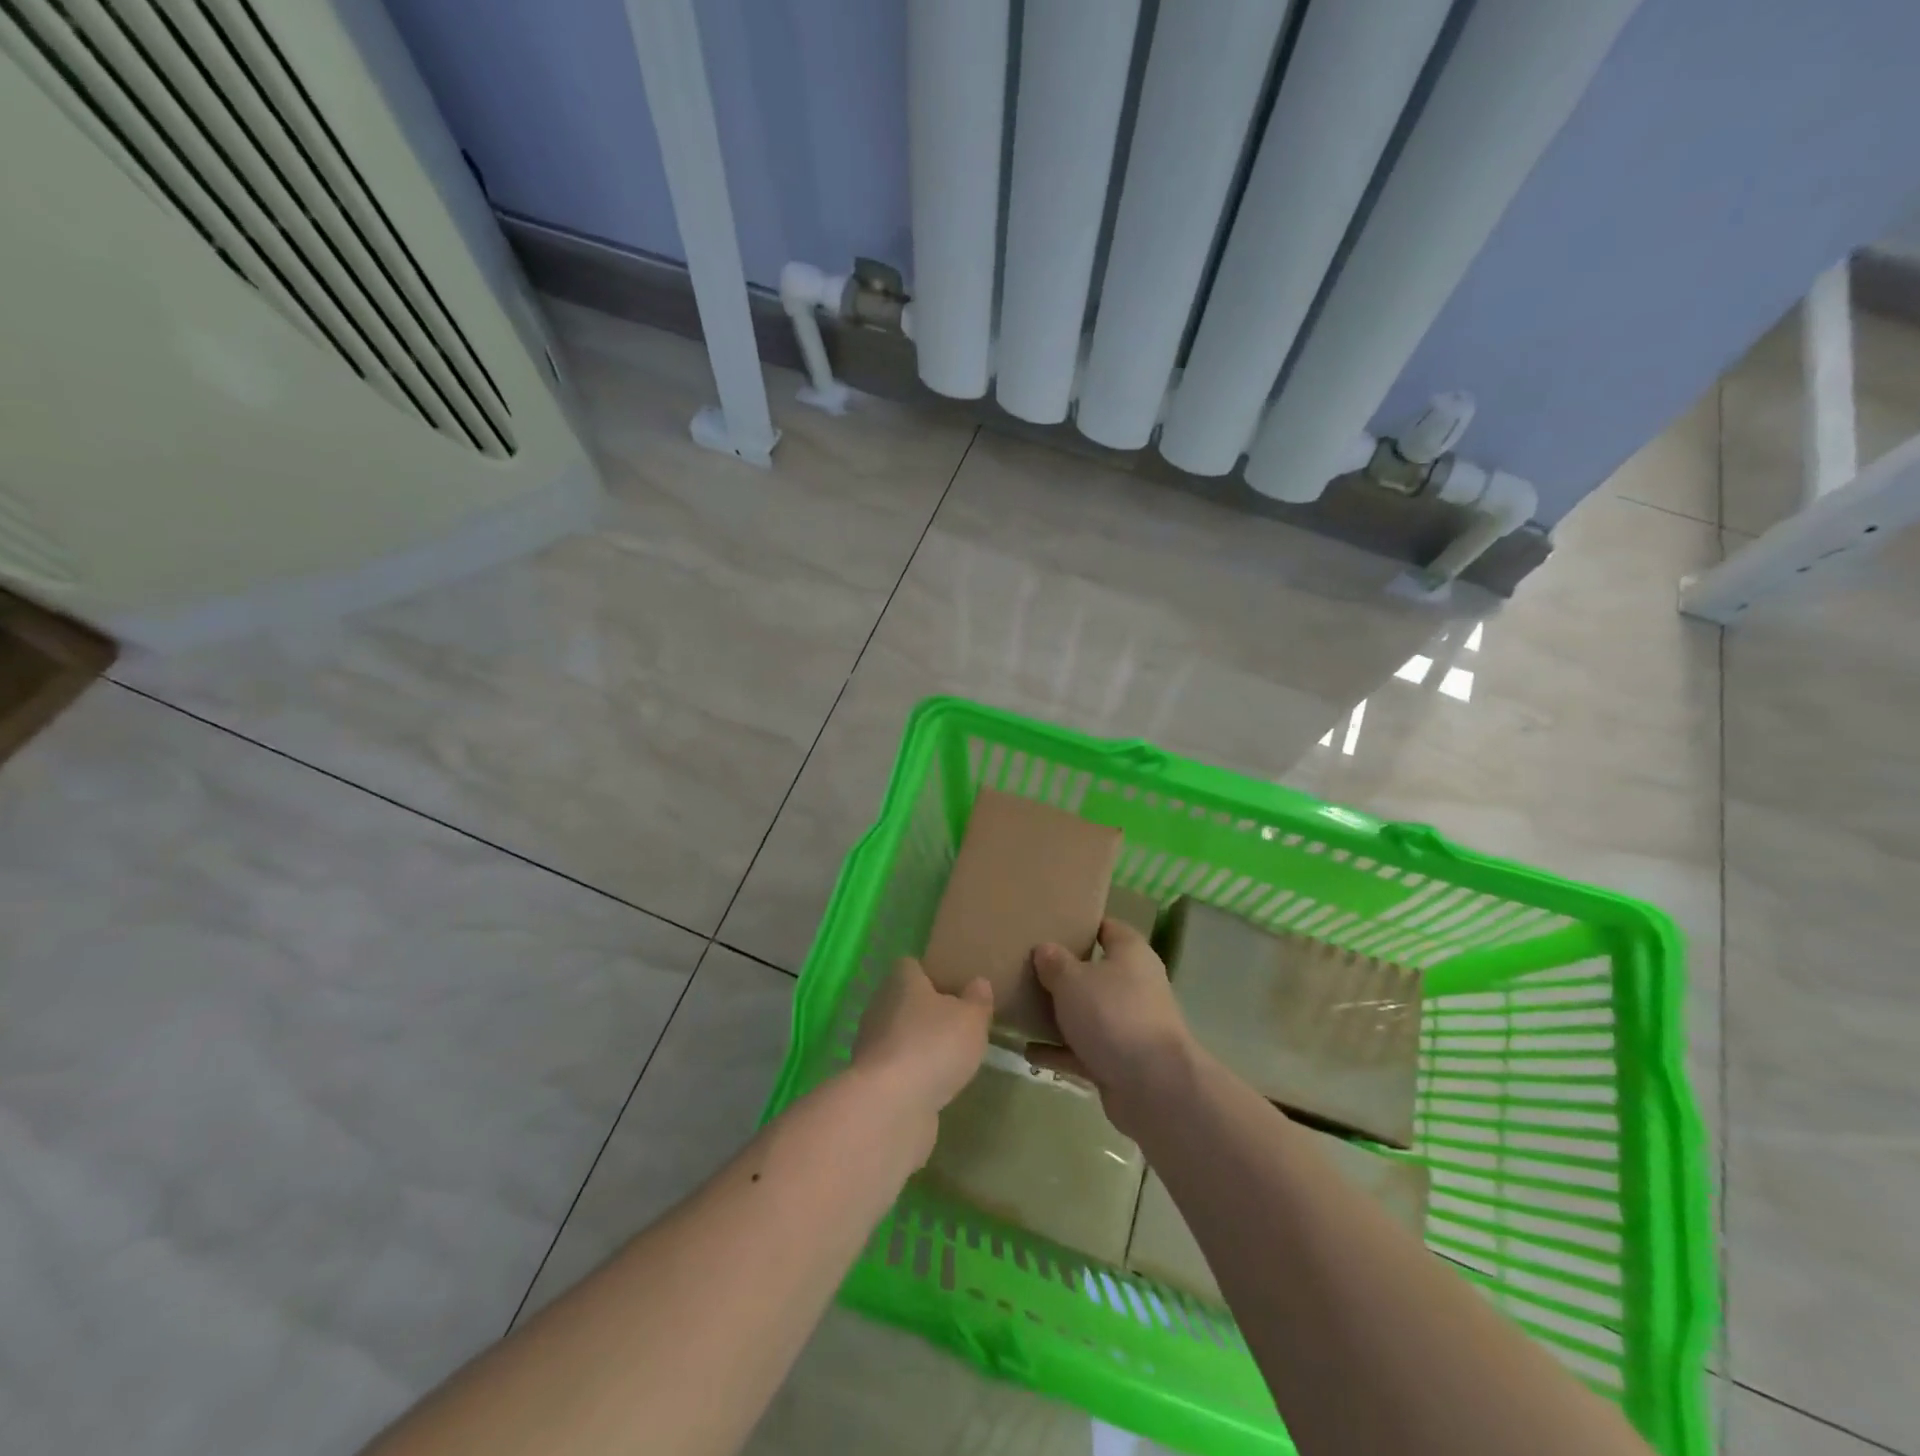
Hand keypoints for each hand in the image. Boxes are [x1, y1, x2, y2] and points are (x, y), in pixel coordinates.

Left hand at [851, 959, 992, 1126]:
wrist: (890, 1106)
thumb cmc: (933, 1046)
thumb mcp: (971, 1019)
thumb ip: (977, 1000)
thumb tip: (978, 982)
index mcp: (900, 981)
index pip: (911, 966)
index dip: (931, 974)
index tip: (953, 987)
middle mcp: (879, 1006)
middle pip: (904, 1000)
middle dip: (926, 1011)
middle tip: (956, 1023)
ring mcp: (871, 1044)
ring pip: (898, 1034)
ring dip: (918, 1044)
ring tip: (948, 1057)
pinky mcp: (870, 1079)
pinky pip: (896, 1067)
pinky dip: (912, 1073)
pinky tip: (933, 1084)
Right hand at [1028, 918, 1197, 1137]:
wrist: (1153, 1087)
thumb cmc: (1113, 1015)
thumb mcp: (1072, 980)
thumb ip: (1054, 962)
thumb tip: (1044, 949)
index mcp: (1130, 953)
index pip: (1107, 927)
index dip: (1081, 924)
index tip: (1050, 925)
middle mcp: (1134, 985)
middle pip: (1095, 971)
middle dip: (1064, 972)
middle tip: (1027, 966)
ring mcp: (1129, 1025)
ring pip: (1088, 1012)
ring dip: (1060, 1014)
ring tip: (1022, 1008)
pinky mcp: (1121, 1060)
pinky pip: (1084, 1049)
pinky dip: (1060, 1051)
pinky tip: (1029, 1051)